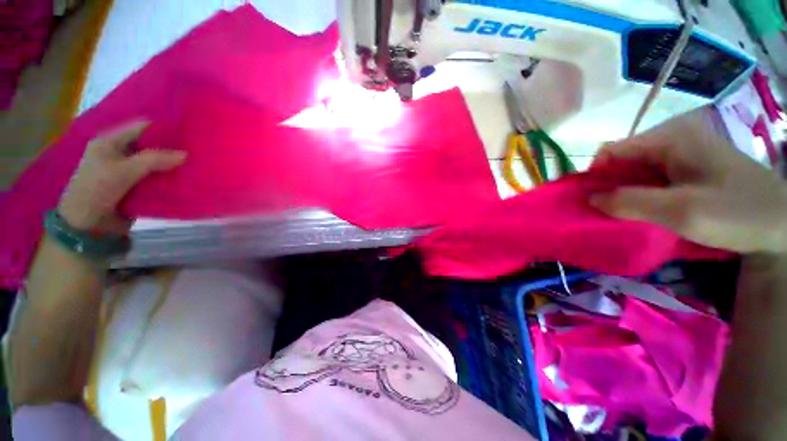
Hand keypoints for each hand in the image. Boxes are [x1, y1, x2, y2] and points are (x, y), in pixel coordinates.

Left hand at [58, 121, 185, 234]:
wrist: (87, 225)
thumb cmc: (97, 190)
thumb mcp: (123, 171)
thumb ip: (154, 160)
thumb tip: (186, 154)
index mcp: (111, 142)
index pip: (142, 127)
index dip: (164, 129)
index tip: (188, 133)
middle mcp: (120, 153)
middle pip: (151, 145)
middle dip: (171, 148)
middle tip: (196, 150)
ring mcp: (128, 170)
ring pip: (155, 162)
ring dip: (171, 165)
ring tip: (195, 164)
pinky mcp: (135, 186)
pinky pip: (156, 177)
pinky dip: (168, 178)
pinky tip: (184, 179)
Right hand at [589, 106, 786, 253]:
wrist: (782, 224)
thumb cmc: (737, 213)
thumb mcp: (682, 212)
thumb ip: (631, 203)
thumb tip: (589, 199)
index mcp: (670, 137)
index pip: (611, 151)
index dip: (593, 176)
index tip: (587, 202)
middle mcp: (672, 137)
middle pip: (622, 160)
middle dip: (608, 186)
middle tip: (608, 213)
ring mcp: (681, 150)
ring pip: (635, 169)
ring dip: (624, 192)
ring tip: (626, 214)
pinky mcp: (688, 165)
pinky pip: (651, 177)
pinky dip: (640, 193)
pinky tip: (646, 209)